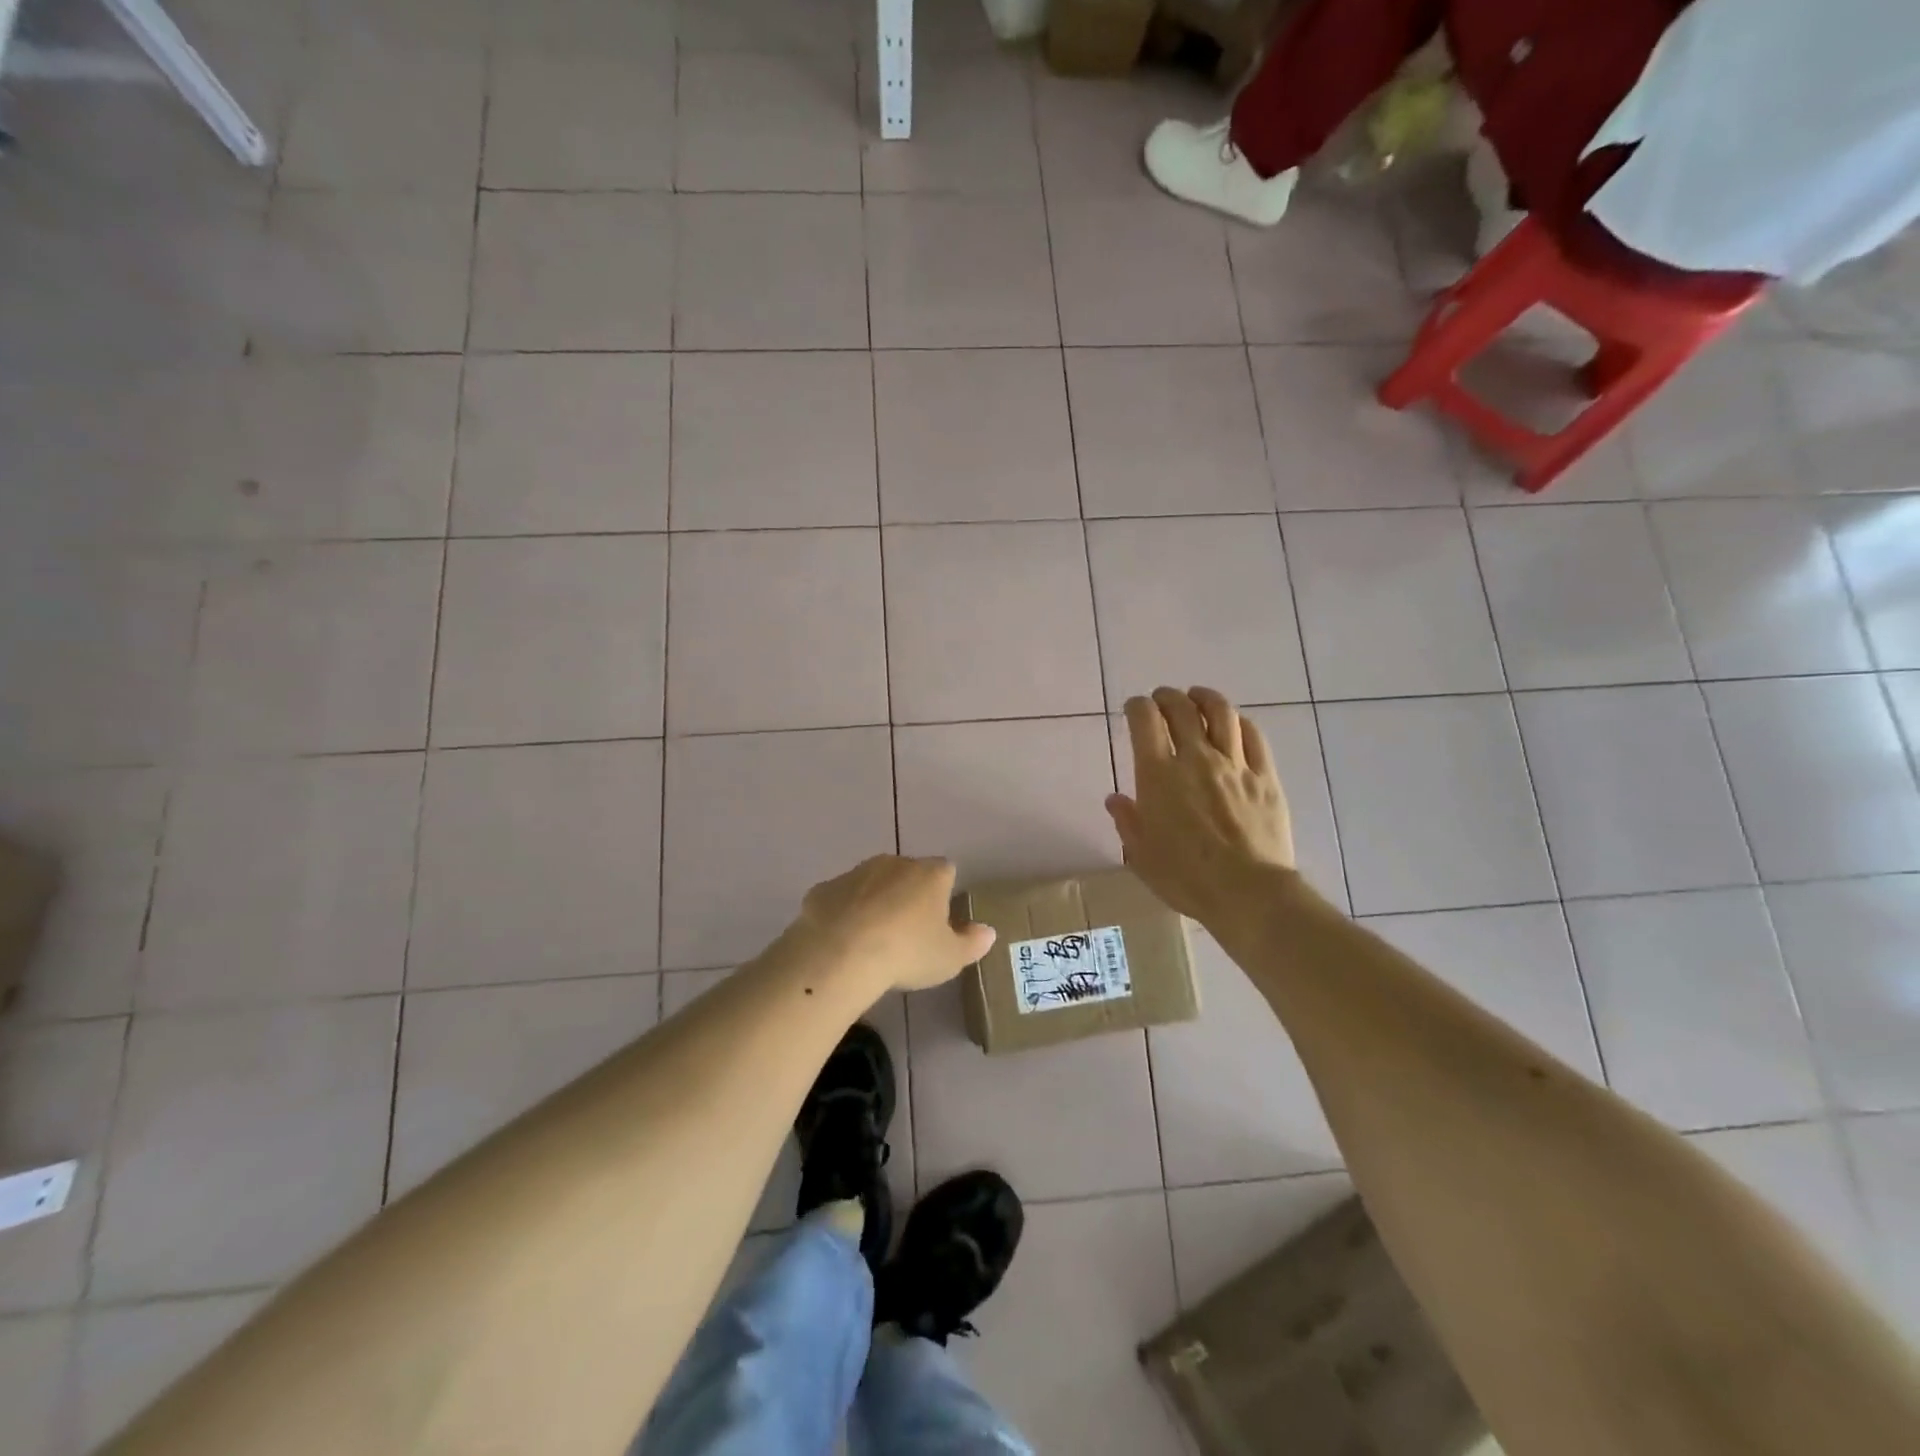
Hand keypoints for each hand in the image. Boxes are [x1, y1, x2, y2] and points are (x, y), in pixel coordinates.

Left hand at [793, 855, 996, 992]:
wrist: (840, 953)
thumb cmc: (906, 952)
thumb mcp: (949, 958)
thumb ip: (972, 943)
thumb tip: (988, 931)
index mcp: (930, 875)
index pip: (946, 872)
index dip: (944, 893)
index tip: (939, 921)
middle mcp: (894, 863)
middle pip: (908, 873)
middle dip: (908, 895)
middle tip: (906, 933)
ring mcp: (856, 873)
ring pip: (872, 883)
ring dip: (874, 902)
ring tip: (872, 940)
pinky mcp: (824, 888)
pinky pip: (840, 899)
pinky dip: (843, 914)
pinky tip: (841, 942)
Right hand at [1105, 687, 1295, 929]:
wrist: (1248, 892)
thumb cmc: (1186, 878)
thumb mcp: (1142, 855)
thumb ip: (1127, 821)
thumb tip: (1115, 799)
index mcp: (1158, 775)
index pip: (1145, 721)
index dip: (1137, 706)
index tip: (1134, 708)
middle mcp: (1196, 759)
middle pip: (1181, 709)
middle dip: (1167, 696)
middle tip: (1161, 699)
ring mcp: (1234, 765)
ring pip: (1221, 713)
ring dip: (1204, 698)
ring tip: (1197, 697)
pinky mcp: (1265, 777)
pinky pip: (1254, 736)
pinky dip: (1239, 722)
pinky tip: (1234, 723)